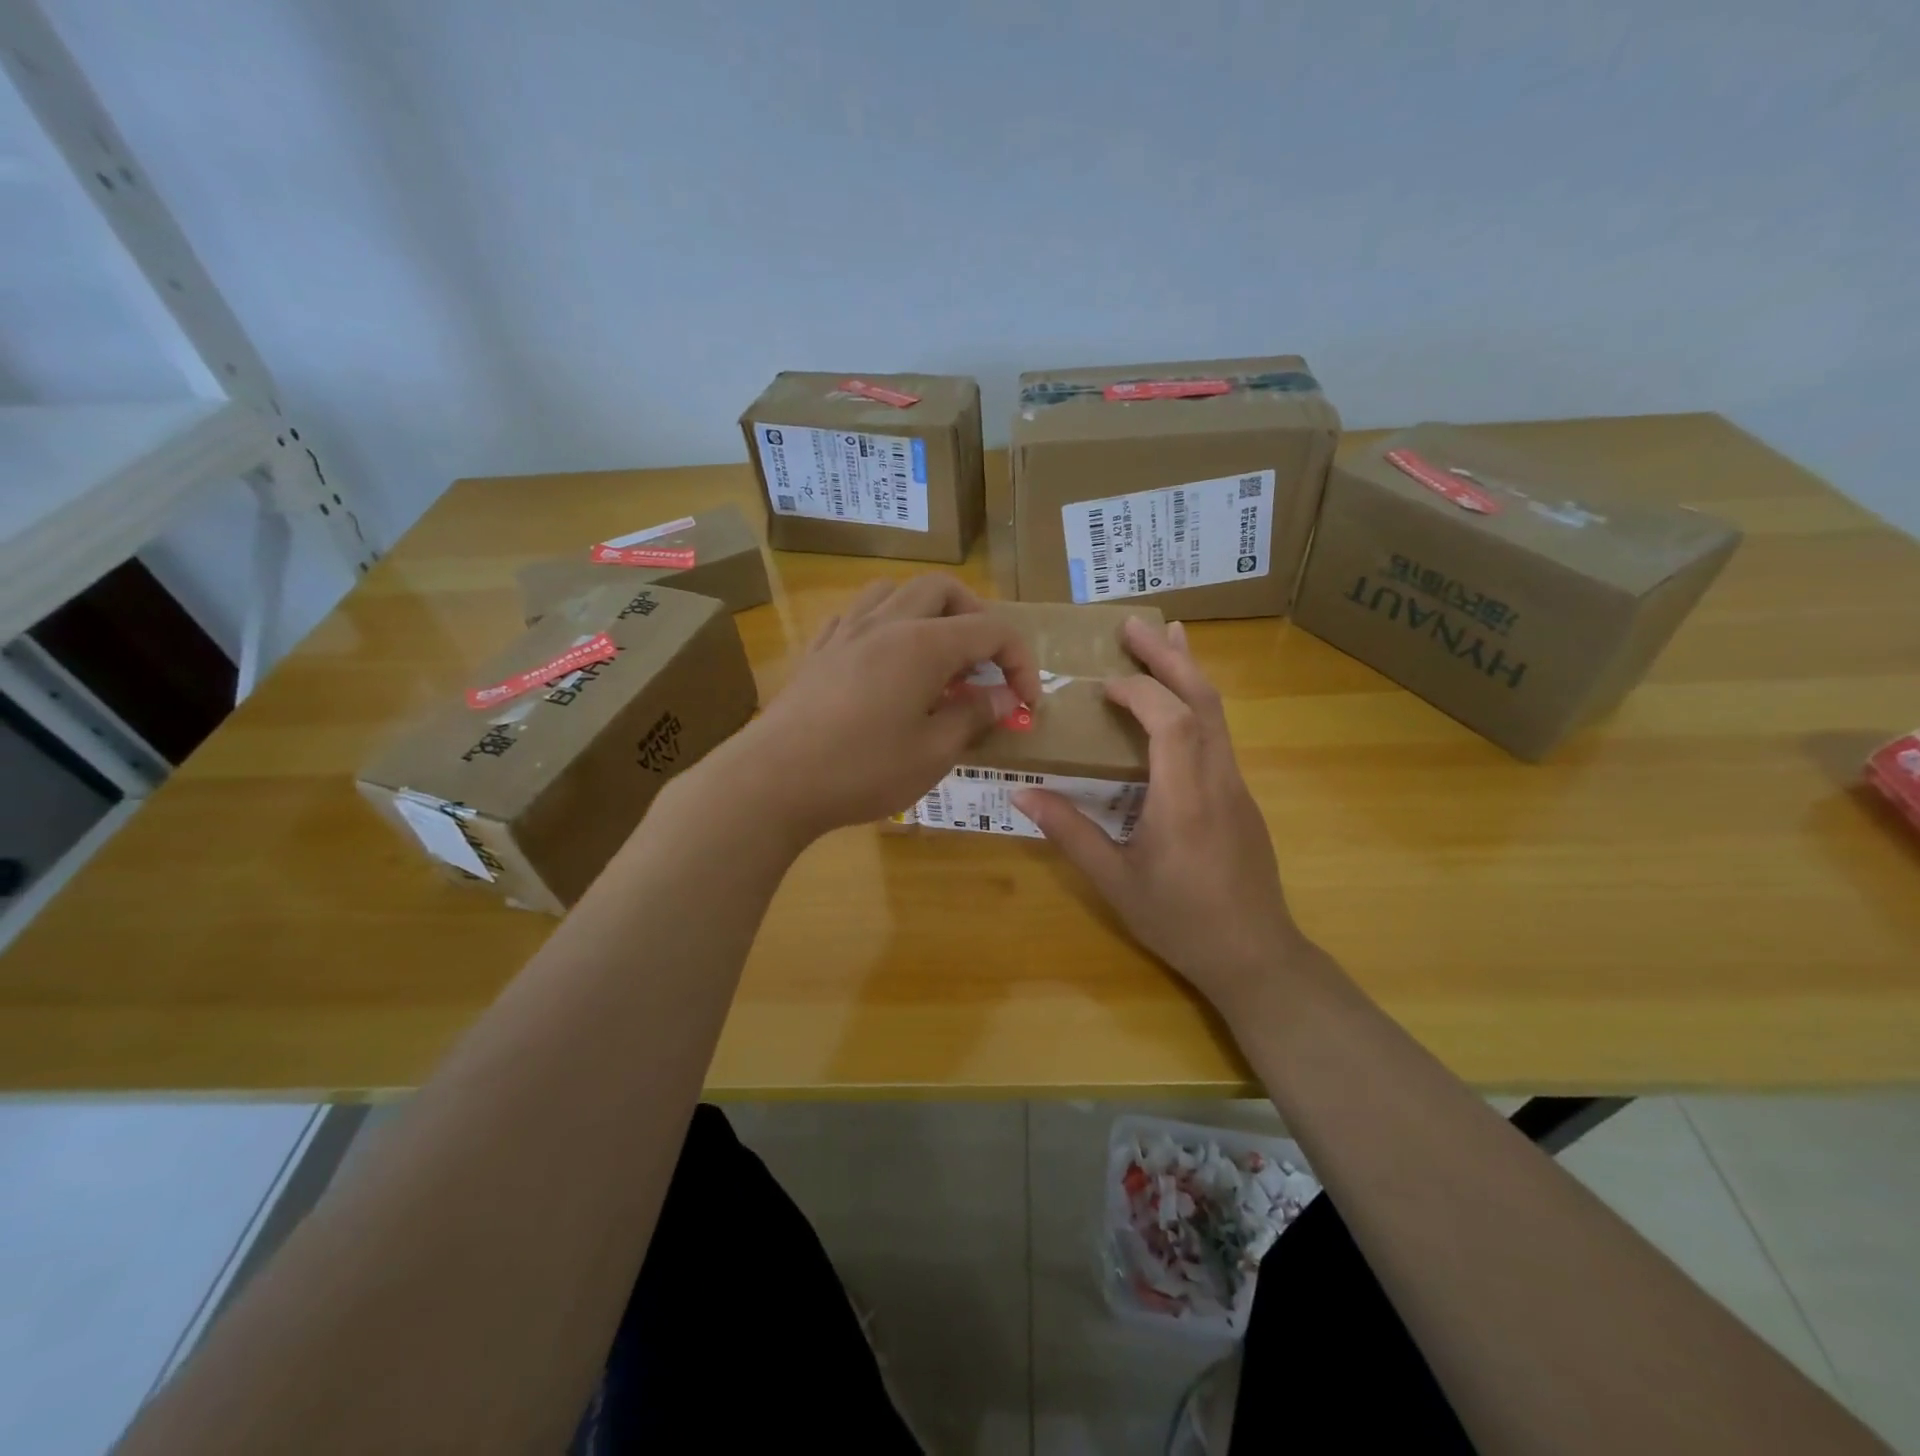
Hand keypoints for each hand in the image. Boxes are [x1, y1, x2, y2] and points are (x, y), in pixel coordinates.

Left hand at [724, 574, 1042, 839]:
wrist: (773, 780)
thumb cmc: (862, 770)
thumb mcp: (933, 753)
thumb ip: (974, 717)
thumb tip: (1004, 698)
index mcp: (924, 644)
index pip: (991, 629)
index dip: (1020, 661)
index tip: (1025, 702)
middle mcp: (886, 623)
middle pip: (943, 589)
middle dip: (976, 618)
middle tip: (984, 664)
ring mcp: (845, 632)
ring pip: (895, 591)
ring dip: (926, 611)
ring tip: (935, 655)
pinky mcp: (818, 651)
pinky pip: (857, 615)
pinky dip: (884, 625)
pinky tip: (884, 661)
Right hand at [1014, 618, 1310, 1018]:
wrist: (1255, 956)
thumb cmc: (1180, 921)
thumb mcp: (1115, 882)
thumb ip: (1070, 832)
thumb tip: (1021, 793)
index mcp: (1185, 798)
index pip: (1171, 720)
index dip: (1139, 690)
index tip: (1102, 683)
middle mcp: (1218, 779)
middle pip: (1204, 700)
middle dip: (1170, 657)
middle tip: (1135, 623)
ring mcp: (1236, 785)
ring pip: (1219, 713)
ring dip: (1189, 671)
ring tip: (1166, 637)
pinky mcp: (1240, 796)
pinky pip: (1219, 734)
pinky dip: (1197, 702)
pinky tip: (1178, 703)